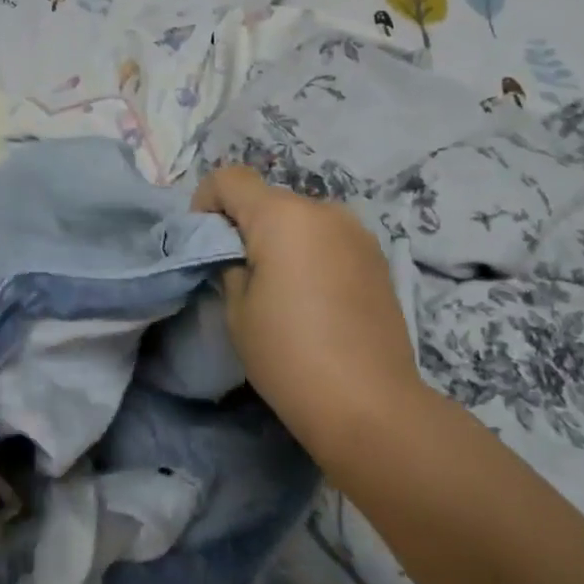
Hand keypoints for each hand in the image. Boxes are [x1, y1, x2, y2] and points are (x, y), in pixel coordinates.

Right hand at [195, 166, 422, 476]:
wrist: (371, 406)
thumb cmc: (290, 356)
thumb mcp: (237, 310)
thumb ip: (229, 264)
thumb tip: (237, 253)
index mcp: (282, 215)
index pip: (229, 178)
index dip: (206, 202)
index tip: (206, 244)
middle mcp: (322, 209)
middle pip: (267, 198)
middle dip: (245, 225)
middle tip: (240, 274)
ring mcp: (356, 231)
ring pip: (300, 218)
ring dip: (281, 239)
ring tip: (282, 290)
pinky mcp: (377, 257)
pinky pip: (328, 238)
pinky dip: (310, 252)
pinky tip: (315, 299)